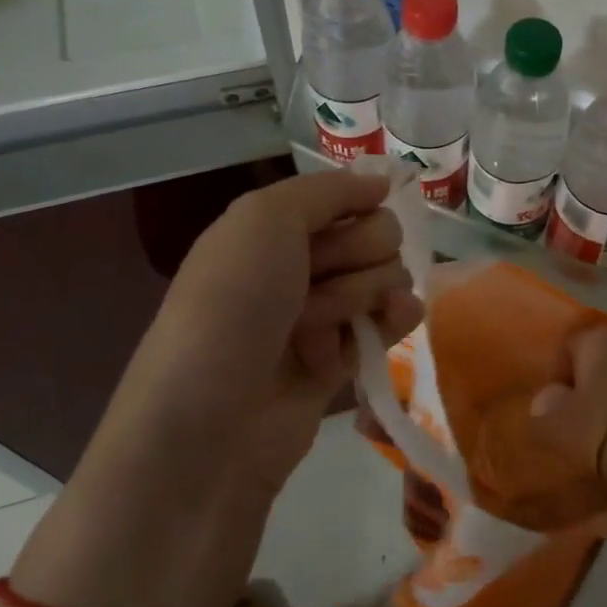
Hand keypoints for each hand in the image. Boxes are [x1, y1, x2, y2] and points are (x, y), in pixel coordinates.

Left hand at [108, 170, 423, 496]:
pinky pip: (390, 322)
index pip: (344, 197)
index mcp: (270, 230)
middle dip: (358, 254)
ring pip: (384, 277)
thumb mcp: (264, 220)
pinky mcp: (341, 362)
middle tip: (319, 282)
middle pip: (373, 235)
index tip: (357, 215)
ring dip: (364, 293)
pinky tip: (396, 319)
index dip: (356, 205)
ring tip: (323, 325)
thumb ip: (327, 191)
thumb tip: (382, 181)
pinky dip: (396, 317)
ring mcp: (319, 316)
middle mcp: (296, 267)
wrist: (209, 426)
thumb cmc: (231, 307)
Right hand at [467, 325, 606, 529]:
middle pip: (598, 356)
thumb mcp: (553, 420)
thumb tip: (546, 400)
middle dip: (586, 378)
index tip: (552, 400)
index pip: (567, 347)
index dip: (557, 373)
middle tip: (575, 408)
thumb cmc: (594, 425)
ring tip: (599, 420)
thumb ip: (544, 405)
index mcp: (595, 337)